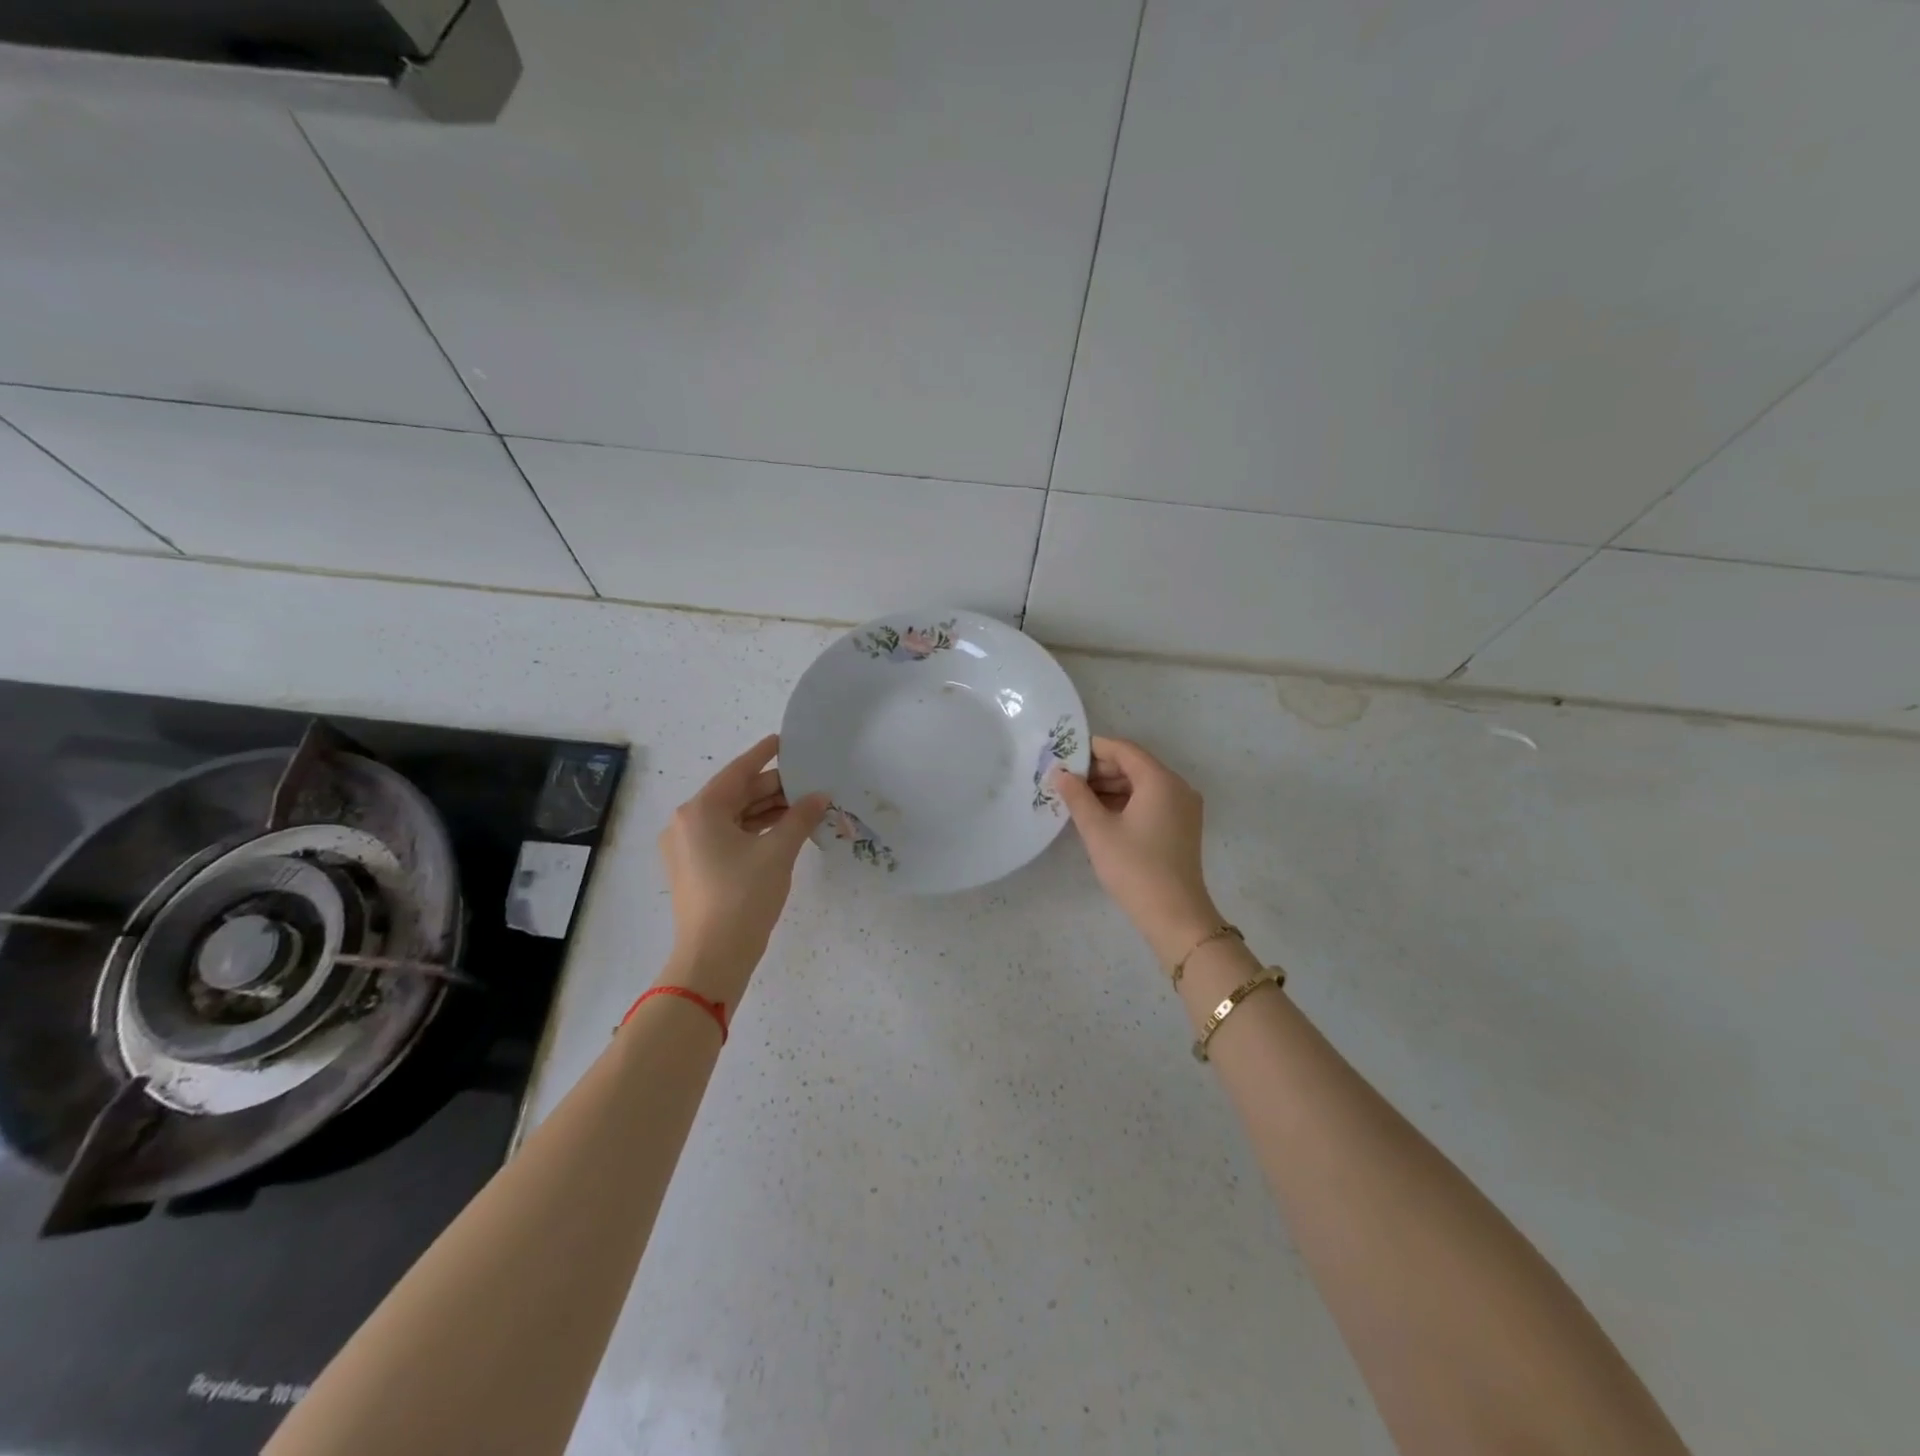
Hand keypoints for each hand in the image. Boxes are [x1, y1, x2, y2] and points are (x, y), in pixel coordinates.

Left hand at [657, 734, 829, 1001]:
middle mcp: (687, 824)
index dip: (764, 755)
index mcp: (700, 811)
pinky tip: (785, 830)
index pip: (737, 772)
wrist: (713, 958)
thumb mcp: (778, 852)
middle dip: (773, 788)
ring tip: (805, 805)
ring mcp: (688, 848)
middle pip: (736, 795)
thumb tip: (820, 796)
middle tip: (809, 780)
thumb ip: (800, 817)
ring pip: (734, 818)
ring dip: (767, 811)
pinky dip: (755, 831)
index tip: (784, 741)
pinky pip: (729, 838)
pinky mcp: (696, 869)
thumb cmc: (743, 897)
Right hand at [1051, 736, 1222, 965]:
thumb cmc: (1134, 867)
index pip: (1123, 749)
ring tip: (1078, 799)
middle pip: (1134, 765)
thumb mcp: (1098, 830)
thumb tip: (1060, 774)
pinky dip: (1126, 802)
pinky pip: (1151, 801)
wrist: (1175, 915)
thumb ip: (1077, 796)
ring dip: (1111, 787)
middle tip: (1067, 782)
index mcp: (1160, 780)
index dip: (1092, 750)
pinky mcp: (1182, 826)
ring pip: (1142, 784)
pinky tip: (1101, 815)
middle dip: (1100, 770)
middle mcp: (1177, 786)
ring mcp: (1183, 807)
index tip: (1064, 758)